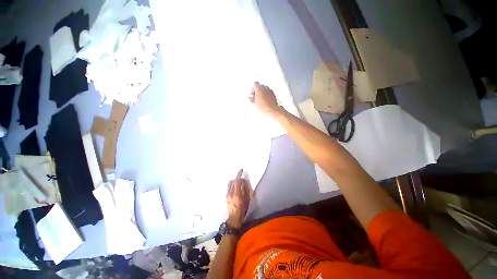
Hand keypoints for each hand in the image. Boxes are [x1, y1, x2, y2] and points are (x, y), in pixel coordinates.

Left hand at [226, 169, 251, 228]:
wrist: (234, 217)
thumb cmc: (243, 209)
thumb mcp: (247, 199)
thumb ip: (246, 189)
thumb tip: (244, 181)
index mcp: (237, 193)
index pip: (237, 181)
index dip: (239, 174)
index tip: (241, 170)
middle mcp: (231, 192)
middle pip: (233, 181)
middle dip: (237, 177)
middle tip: (242, 178)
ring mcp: (227, 194)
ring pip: (230, 183)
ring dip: (234, 181)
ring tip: (239, 183)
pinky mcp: (226, 196)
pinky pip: (229, 187)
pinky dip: (232, 185)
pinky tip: (235, 188)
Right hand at [249, 82, 280, 115]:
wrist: (272, 110)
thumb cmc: (263, 107)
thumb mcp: (254, 104)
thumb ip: (250, 99)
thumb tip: (249, 98)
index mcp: (259, 88)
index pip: (255, 84)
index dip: (253, 89)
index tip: (252, 94)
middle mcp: (265, 88)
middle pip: (260, 86)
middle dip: (257, 91)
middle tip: (255, 97)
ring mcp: (270, 91)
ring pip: (264, 89)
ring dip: (262, 93)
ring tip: (260, 100)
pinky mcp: (273, 94)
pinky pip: (268, 92)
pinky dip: (266, 95)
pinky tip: (264, 101)